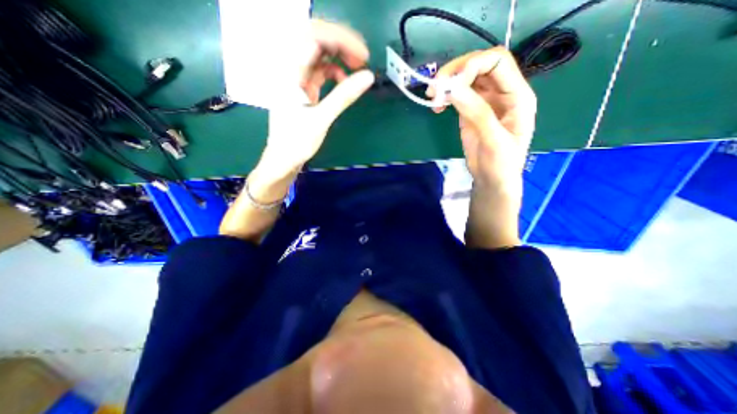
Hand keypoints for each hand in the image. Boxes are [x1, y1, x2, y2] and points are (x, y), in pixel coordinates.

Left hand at [266, 19, 374, 172]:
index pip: (314, 38)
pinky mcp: (303, 90)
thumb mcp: (321, 119)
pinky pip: (319, 73)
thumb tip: (368, 77)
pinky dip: (333, 73)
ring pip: (318, 57)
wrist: (283, 159)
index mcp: (290, 73)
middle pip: (316, 41)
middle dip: (341, 46)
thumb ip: (344, 96)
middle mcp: (291, 70)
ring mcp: (296, 80)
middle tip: (362, 59)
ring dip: (339, 58)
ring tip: (357, 68)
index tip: (363, 56)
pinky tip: (343, 81)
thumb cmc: (297, 142)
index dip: (341, 40)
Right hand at [427, 45, 536, 192]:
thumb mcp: (494, 140)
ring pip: (466, 79)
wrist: (492, 179)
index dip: (473, 65)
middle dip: (456, 72)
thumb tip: (453, 89)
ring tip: (432, 98)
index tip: (451, 84)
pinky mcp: (470, 111)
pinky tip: (437, 106)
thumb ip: (477, 113)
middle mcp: (501, 92)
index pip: (497, 62)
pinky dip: (446, 96)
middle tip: (434, 88)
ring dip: (447, 83)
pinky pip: (458, 95)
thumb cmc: (501, 164)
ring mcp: (484, 101)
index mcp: (517, 95)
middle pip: (479, 66)